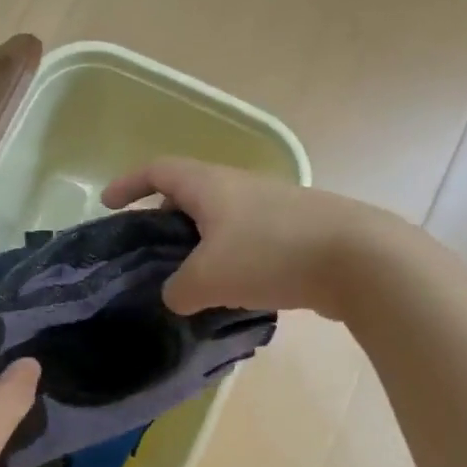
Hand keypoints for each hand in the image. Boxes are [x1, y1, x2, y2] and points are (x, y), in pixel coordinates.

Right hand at [102, 158, 382, 316]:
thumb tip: (176, 296)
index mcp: (209, 185)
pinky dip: (230, 259)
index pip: (157, 170)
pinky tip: (232, 293)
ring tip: (188, 280)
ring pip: (221, 221)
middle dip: (163, 219)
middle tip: (148, 252)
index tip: (107, 205)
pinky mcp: (297, 231)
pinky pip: (249, 240)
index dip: (128, 183)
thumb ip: (177, 290)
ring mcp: (272, 207)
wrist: (359, 259)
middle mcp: (239, 187)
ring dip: (199, 244)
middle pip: (189, 194)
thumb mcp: (207, 279)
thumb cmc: (270, 255)